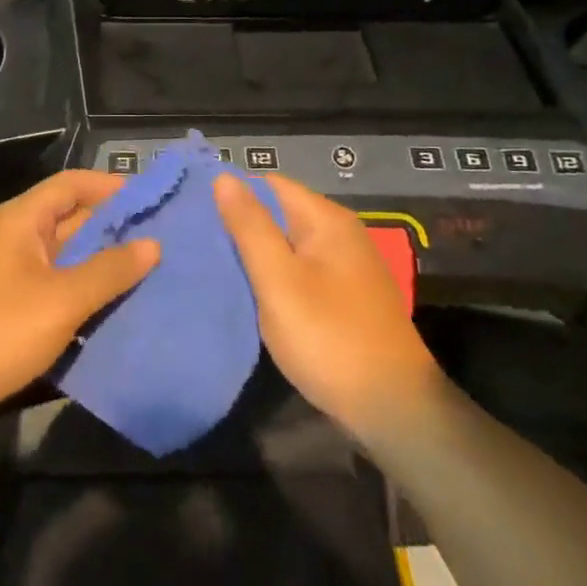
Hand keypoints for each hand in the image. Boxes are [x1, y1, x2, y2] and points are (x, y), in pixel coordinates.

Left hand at [0, 170, 158, 426]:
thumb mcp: (61, 301)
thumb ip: (108, 270)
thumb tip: (152, 244)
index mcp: (21, 220)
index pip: (72, 184)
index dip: (111, 187)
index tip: (153, 201)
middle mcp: (12, 237)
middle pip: (69, 219)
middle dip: (112, 228)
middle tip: (161, 242)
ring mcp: (4, 273)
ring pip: (62, 257)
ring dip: (99, 264)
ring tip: (147, 275)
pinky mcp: (2, 306)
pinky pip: (50, 286)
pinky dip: (79, 292)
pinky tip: (109, 310)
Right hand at [214, 173, 438, 436]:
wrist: (392, 409)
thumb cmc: (329, 337)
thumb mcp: (279, 280)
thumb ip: (250, 226)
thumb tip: (224, 176)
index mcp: (327, 220)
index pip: (269, 184)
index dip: (232, 194)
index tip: (194, 212)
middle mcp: (340, 234)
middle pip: (279, 213)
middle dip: (240, 225)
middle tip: (195, 242)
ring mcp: (345, 268)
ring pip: (287, 245)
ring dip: (255, 254)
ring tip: (212, 265)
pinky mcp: (344, 298)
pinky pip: (299, 272)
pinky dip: (273, 277)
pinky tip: (247, 293)